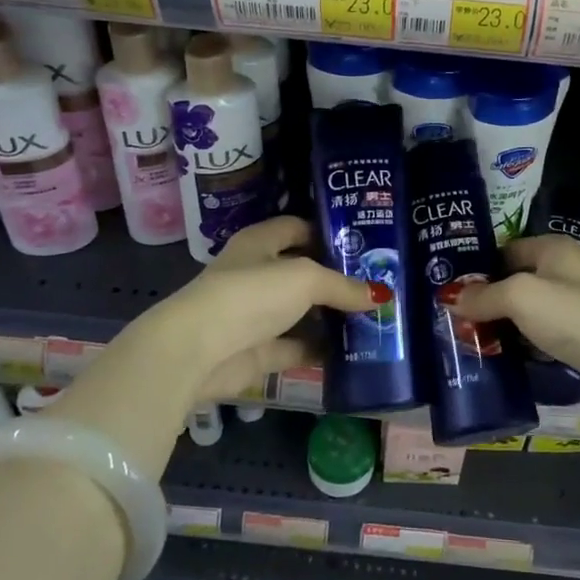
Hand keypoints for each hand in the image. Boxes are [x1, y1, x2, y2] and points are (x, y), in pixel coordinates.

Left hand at [148, 215, 376, 406]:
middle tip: (378, 284)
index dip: (328, 233)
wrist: (199, 350)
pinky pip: (297, 347)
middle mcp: (257, 274)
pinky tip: (354, 351)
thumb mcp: (305, 279)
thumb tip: (380, 295)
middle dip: (337, 279)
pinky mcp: (259, 351)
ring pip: (302, 312)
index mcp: (260, 243)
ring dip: (332, 317)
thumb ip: (343, 286)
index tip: (364, 245)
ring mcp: (257, 315)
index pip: (298, 228)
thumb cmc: (251, 294)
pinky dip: (321, 350)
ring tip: (374, 318)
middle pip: (303, 272)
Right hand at [449, 235, 579, 411]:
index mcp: (553, 247)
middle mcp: (564, 269)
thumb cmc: (572, 315)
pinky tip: (501, 354)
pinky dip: (521, 341)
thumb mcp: (520, 296)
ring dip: (503, 323)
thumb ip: (483, 295)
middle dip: (487, 298)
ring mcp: (574, 302)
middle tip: (455, 318)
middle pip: (514, 279)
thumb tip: (450, 298)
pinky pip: (539, 332)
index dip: (478, 269)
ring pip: (526, 309)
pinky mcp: (579, 333)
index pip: (504, 250)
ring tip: (470, 338)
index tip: (450, 290)